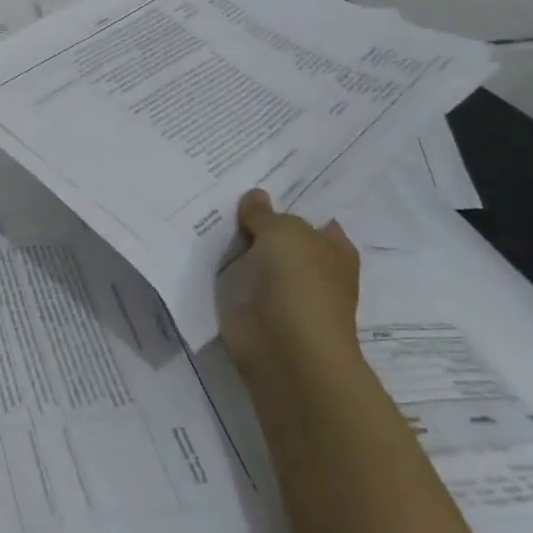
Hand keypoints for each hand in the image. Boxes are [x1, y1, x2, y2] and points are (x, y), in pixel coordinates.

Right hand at [221, 189, 360, 383]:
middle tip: (225, 192)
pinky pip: (235, 280)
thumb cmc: (299, 282)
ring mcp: (283, 293)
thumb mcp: (282, 232)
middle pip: (283, 238)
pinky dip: (222, 270)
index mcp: (334, 250)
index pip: (317, 219)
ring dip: (237, 246)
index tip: (262, 184)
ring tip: (203, 212)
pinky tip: (199, 247)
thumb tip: (255, 196)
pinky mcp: (255, 310)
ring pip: (257, 258)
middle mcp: (313, 270)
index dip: (294, 204)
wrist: (285, 348)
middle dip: (260, 222)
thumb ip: (264, 214)